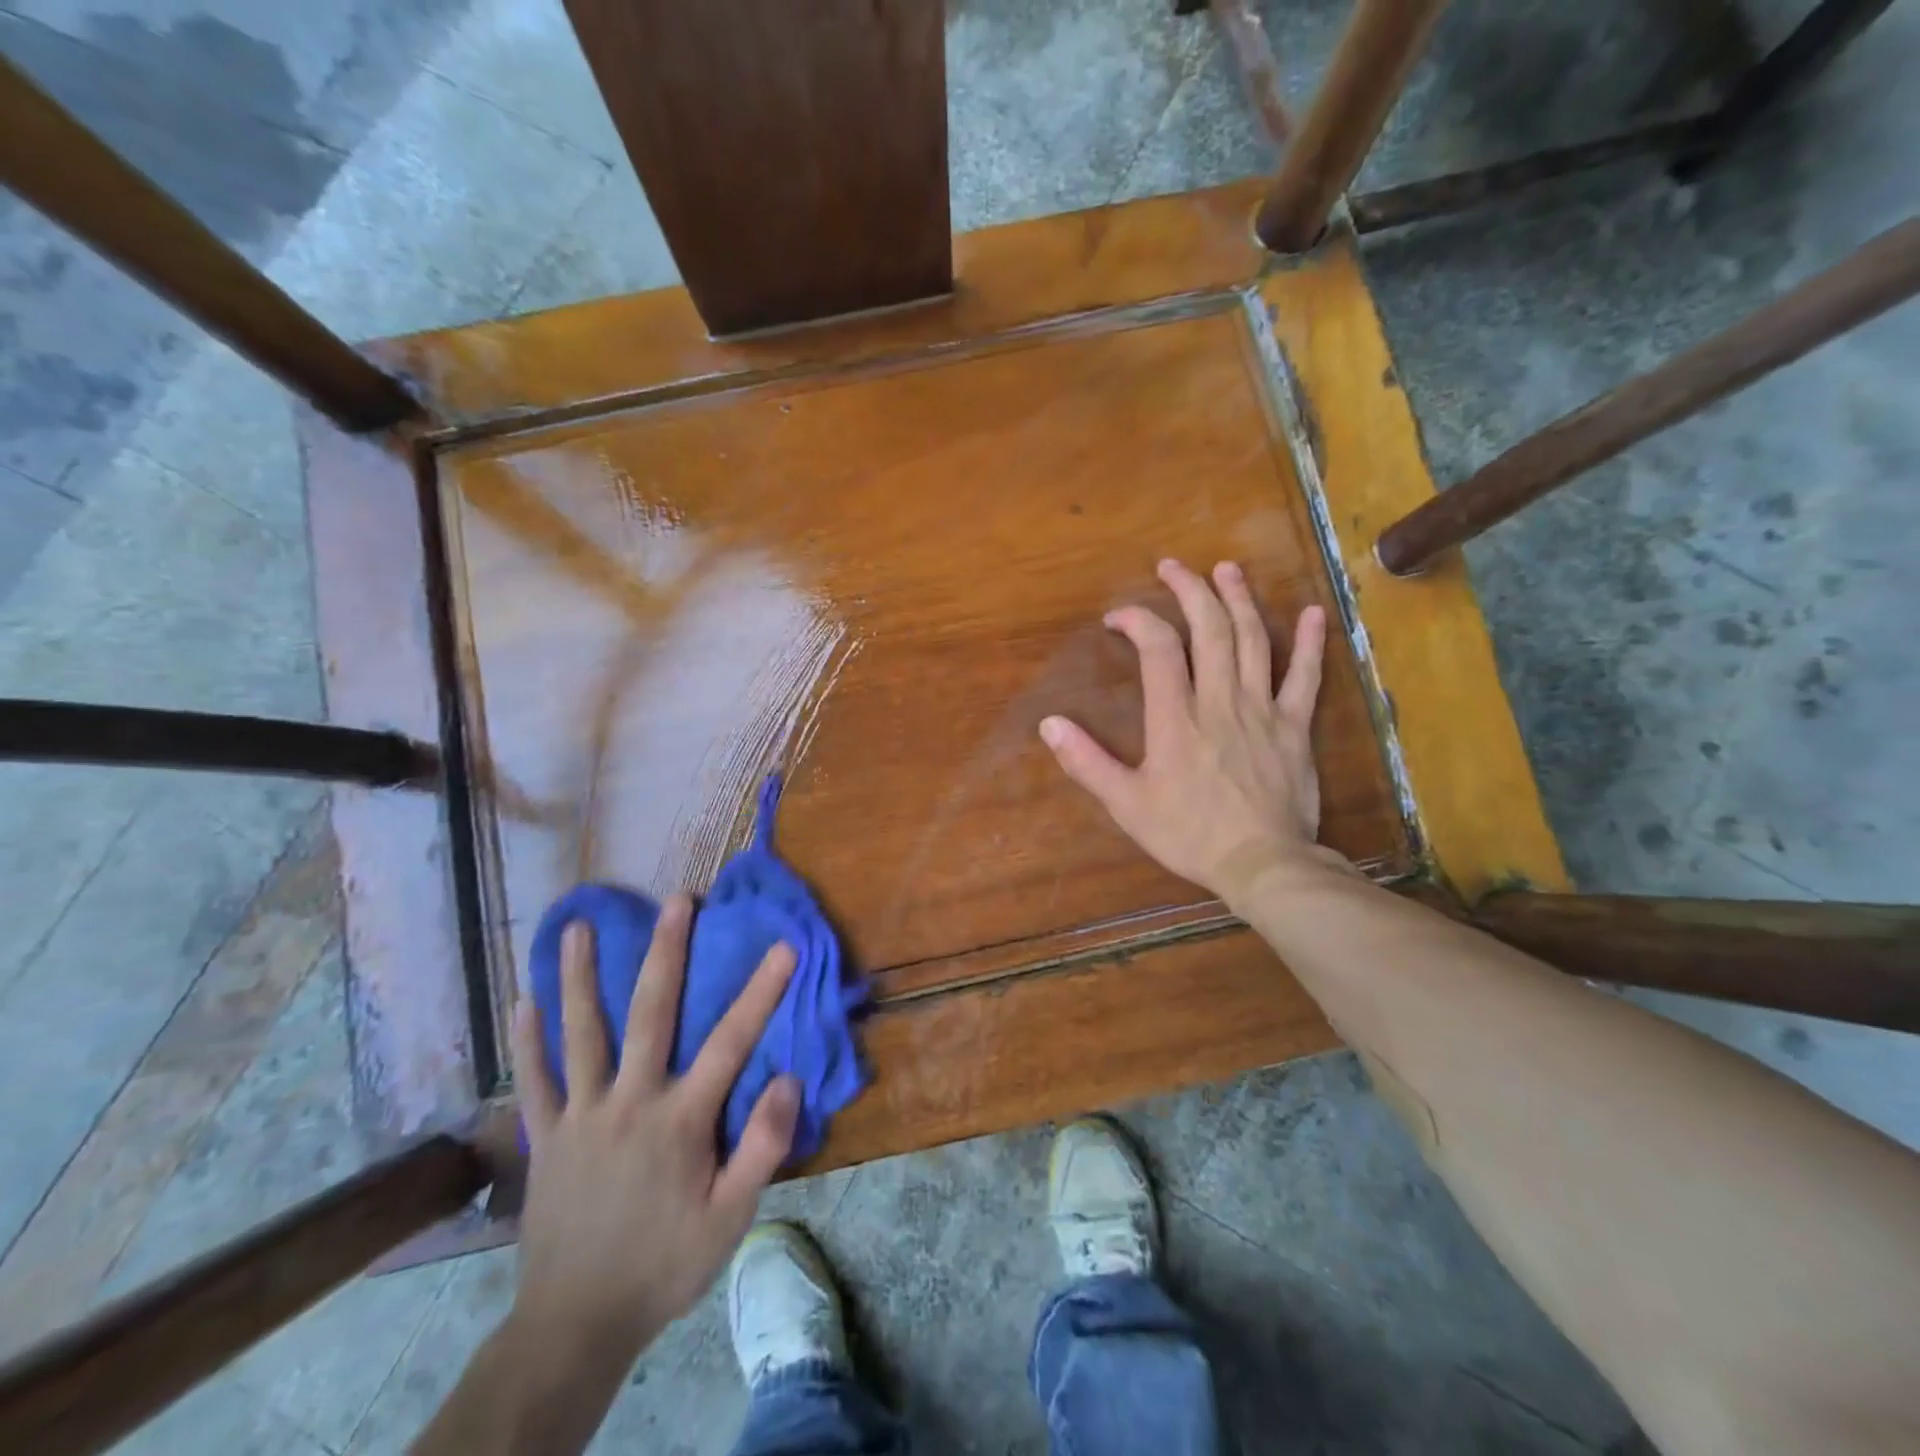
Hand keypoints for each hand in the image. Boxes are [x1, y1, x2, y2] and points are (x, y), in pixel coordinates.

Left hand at [507, 896, 799, 1360]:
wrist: (576, 1324)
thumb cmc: (665, 1265)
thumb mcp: (730, 1219)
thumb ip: (762, 1147)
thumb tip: (788, 1078)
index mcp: (680, 1120)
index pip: (730, 1042)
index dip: (760, 991)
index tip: (782, 945)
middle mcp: (629, 1102)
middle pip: (650, 1014)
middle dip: (666, 952)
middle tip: (676, 900)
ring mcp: (580, 1115)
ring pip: (581, 1033)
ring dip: (579, 976)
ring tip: (575, 926)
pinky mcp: (545, 1136)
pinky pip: (534, 1079)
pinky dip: (528, 1039)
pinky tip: (521, 999)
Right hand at [1039, 558, 1333, 903]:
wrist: (1262, 863)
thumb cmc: (1188, 834)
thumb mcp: (1126, 804)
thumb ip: (1087, 762)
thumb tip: (1049, 724)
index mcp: (1176, 717)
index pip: (1157, 647)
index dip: (1138, 620)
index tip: (1119, 618)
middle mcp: (1220, 700)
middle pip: (1209, 629)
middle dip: (1189, 590)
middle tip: (1173, 566)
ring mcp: (1262, 709)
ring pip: (1253, 640)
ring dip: (1239, 600)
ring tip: (1227, 569)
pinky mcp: (1294, 726)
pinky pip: (1305, 677)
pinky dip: (1308, 643)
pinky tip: (1311, 612)